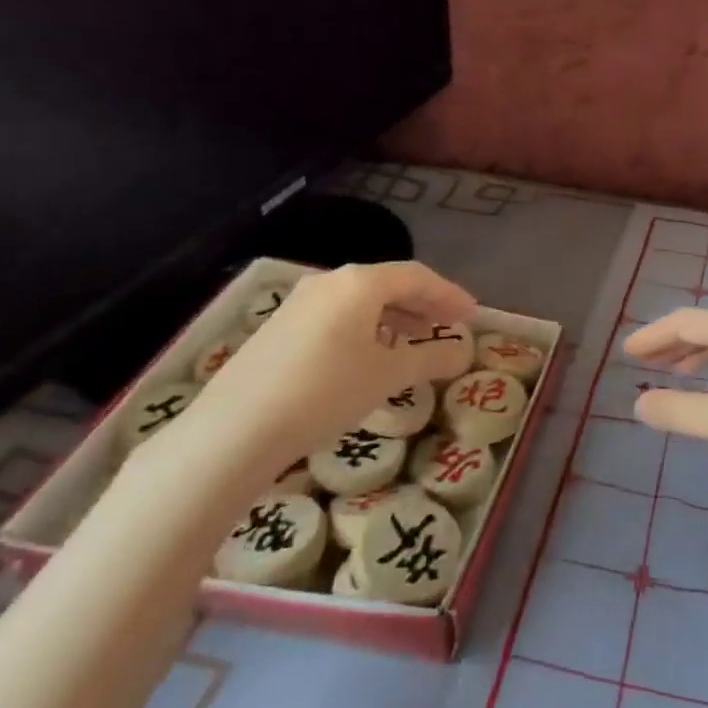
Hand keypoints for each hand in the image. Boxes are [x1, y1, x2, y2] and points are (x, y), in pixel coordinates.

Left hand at [152, 261, 475, 484]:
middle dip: (424, 304)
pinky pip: (337, 317)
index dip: (450, 294)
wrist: (234, 430)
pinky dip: (365, 329)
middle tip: (450, 326)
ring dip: (395, 317)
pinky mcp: (279, 329)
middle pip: (388, 284)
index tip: (473, 316)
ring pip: (360, 301)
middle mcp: (329, 283)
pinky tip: (369, 357)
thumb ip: (431, 357)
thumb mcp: (388, 376)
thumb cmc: (325, 392)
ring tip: (415, 341)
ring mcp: (299, 304)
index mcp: (359, 283)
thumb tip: (464, 351)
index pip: (417, 276)